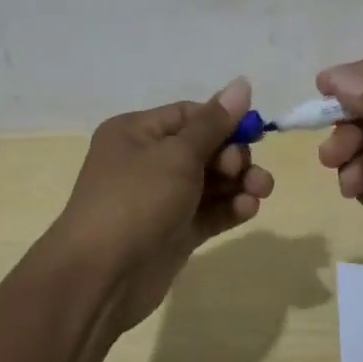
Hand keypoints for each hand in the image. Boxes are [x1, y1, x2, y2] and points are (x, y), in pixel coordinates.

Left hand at [45, 78, 274, 334]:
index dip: (223, 120)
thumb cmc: (136, 200)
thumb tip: (242, 83)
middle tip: (243, 169)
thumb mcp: (177, 154)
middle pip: (203, 148)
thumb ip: (215, 123)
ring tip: (261, 190)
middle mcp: (146, 162)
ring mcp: (160, 200)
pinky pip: (208, 212)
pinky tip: (249, 209)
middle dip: (233, 155)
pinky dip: (230, 208)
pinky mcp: (173, 233)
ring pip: (209, 182)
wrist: (100, 278)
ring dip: (238, 182)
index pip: (188, 115)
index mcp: (136, 133)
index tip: (254, 131)